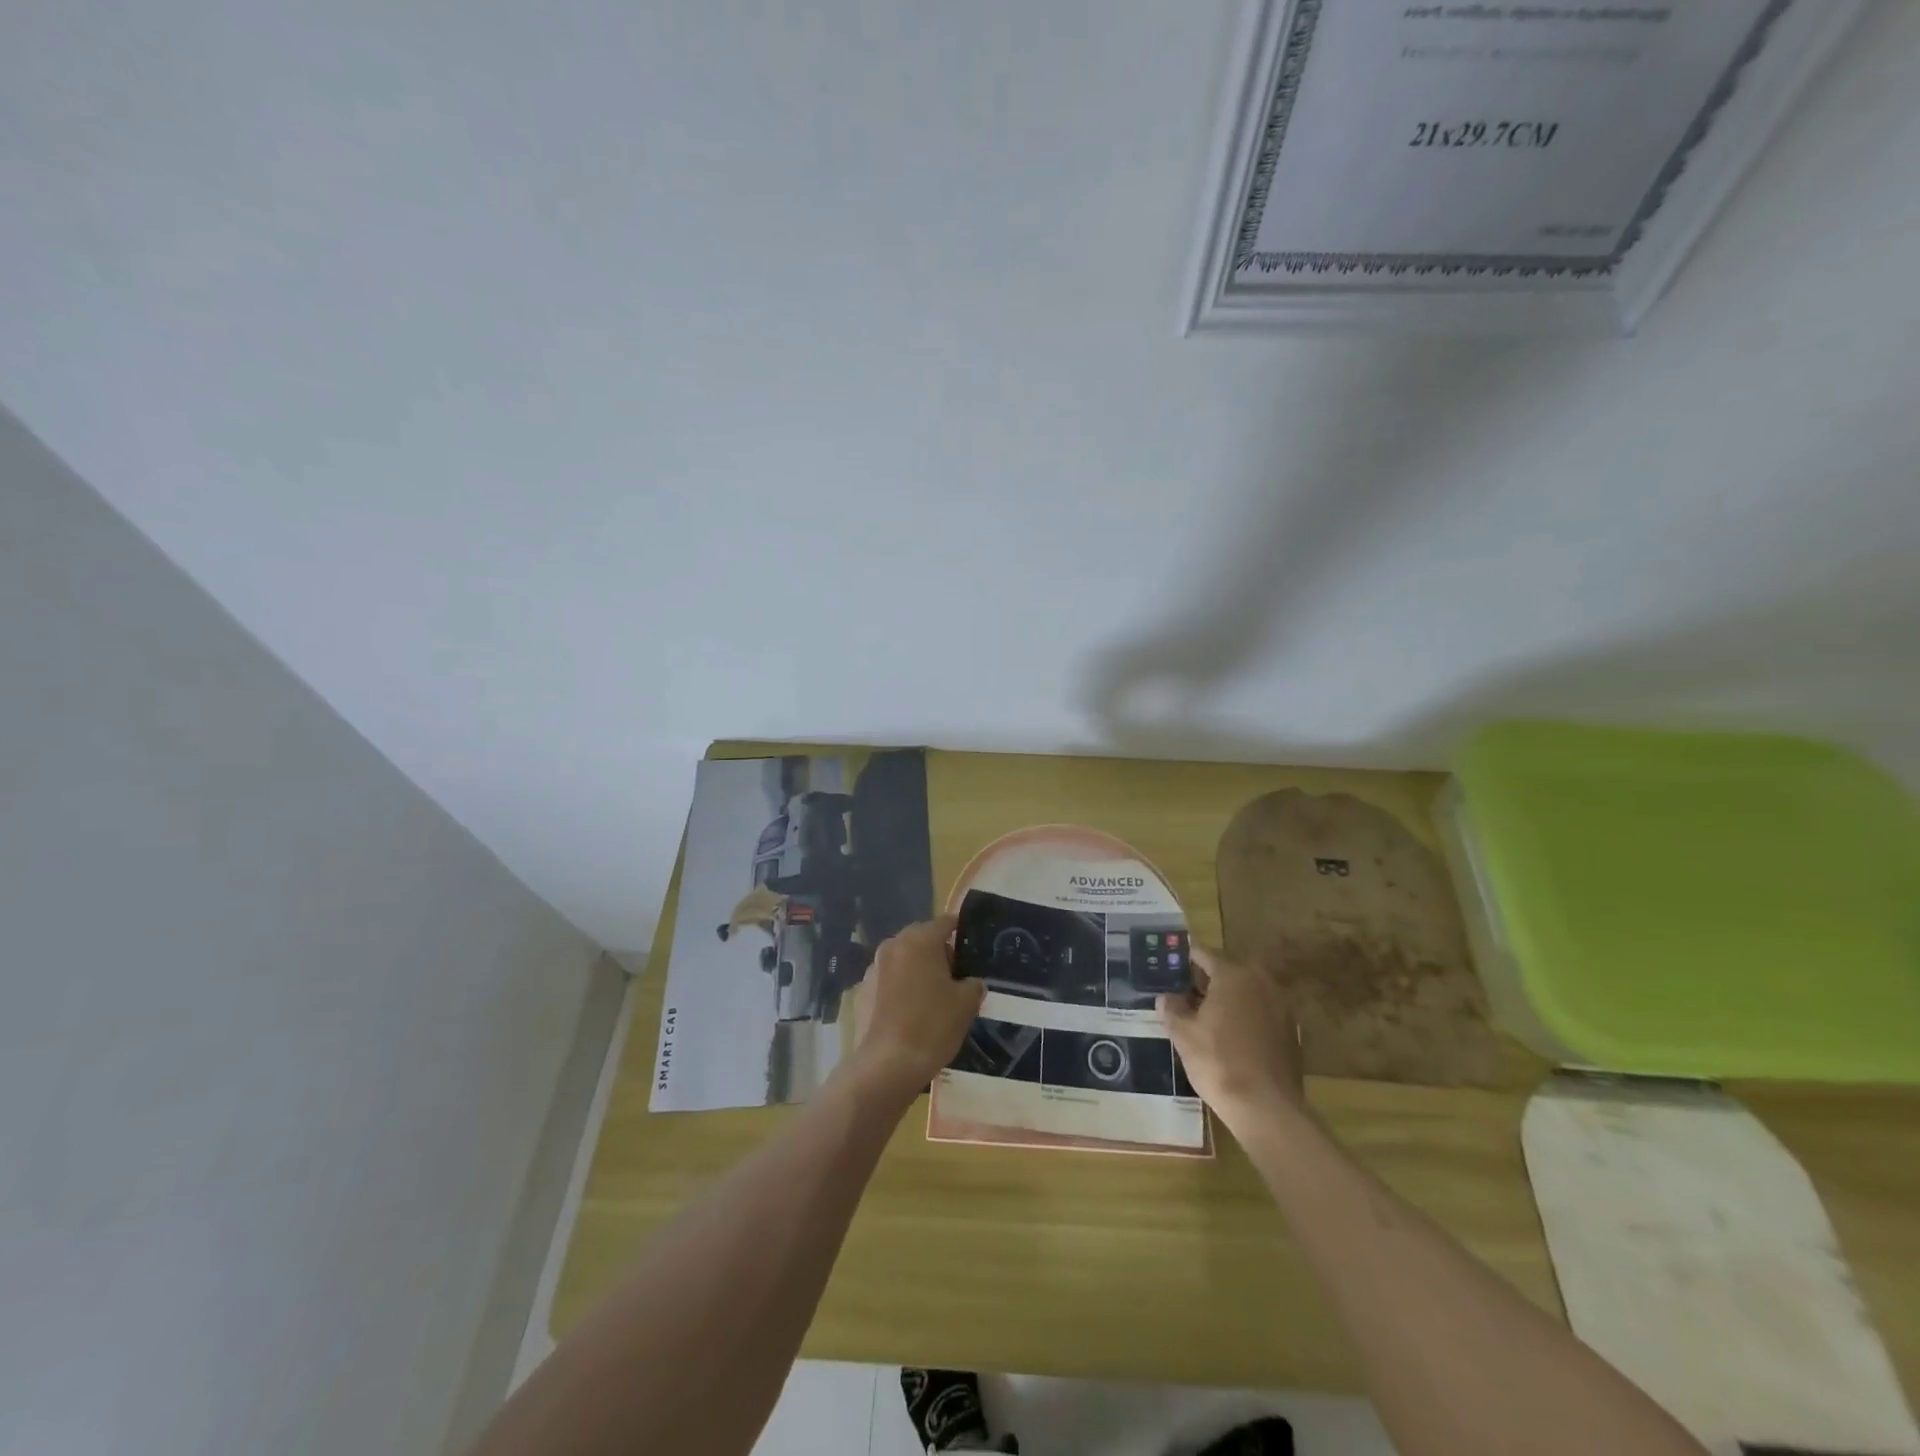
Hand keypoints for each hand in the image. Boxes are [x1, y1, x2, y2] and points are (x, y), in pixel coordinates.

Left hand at [846, 916, 983, 1102]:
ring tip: (932, 995)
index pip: (945, 922)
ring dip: (917, 968)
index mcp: (919, 940)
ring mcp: (873, 967)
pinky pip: (888, 979)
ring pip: (903, 958)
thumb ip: (973, 984)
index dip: (960, 931)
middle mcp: (893, 945)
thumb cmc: (932, 1026)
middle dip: (938, 951)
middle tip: (955, 974)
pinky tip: (910, 1011)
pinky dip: (900, 986)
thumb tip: (970, 982)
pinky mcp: (862, 990)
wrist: (887, 1065)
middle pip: (921, 938)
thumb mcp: (967, 1004)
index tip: (971, 944)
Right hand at [1158, 944, 1304, 1128]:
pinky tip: (1231, 1038)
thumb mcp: (1183, 1034)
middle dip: (1207, 980)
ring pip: (1247, 992)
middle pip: (1228, 971)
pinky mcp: (1292, 1031)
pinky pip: (1261, 1013)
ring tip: (1206, 1017)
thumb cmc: (1218, 1062)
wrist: (1266, 1107)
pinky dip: (1246, 1018)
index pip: (1203, 954)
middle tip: (1185, 994)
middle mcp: (1261, 982)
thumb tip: (1166, 997)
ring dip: (1228, 999)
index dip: (1184, 958)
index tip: (1170, 965)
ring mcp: (1281, 1006)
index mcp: (1233, 975)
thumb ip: (1171, 1008)